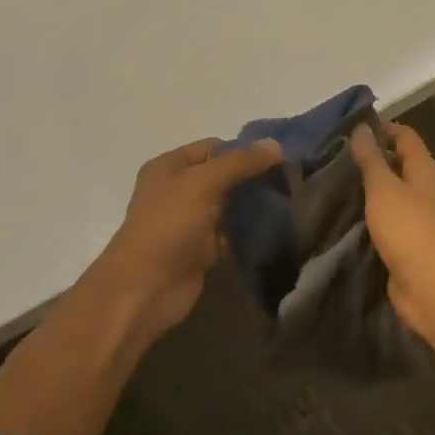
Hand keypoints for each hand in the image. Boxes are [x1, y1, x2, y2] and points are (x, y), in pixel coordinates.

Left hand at [79, 136, 281, 342]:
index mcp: (169, 167)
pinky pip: (231, 233)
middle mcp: (179, 190)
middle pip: (223, 176)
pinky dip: (249, 232)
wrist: (145, 290)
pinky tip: (276, 228)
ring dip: (253, 205)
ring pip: (229, 206)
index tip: (278, 159)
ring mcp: (190, 222)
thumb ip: (239, 163)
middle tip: (289, 181)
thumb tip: (275, 145)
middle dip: (252, 178)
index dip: (243, 151)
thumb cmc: (167, 227)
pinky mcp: (202, 250)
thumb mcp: (201, 184)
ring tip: (289, 202)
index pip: (213, 148)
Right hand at [348, 123, 434, 338]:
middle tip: (336, 157)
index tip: (350, 132)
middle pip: (400, 162)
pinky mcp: (411, 240)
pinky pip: (389, 217)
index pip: (406, 136)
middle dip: (372, 158)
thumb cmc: (408, 229)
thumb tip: (362, 127)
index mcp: (425, 169)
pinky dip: (372, 213)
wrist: (430, 287)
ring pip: (393, 191)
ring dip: (370, 187)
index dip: (382, 129)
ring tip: (336, 184)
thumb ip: (371, 158)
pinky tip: (348, 215)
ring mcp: (420, 216)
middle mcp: (426, 188)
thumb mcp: (383, 188)